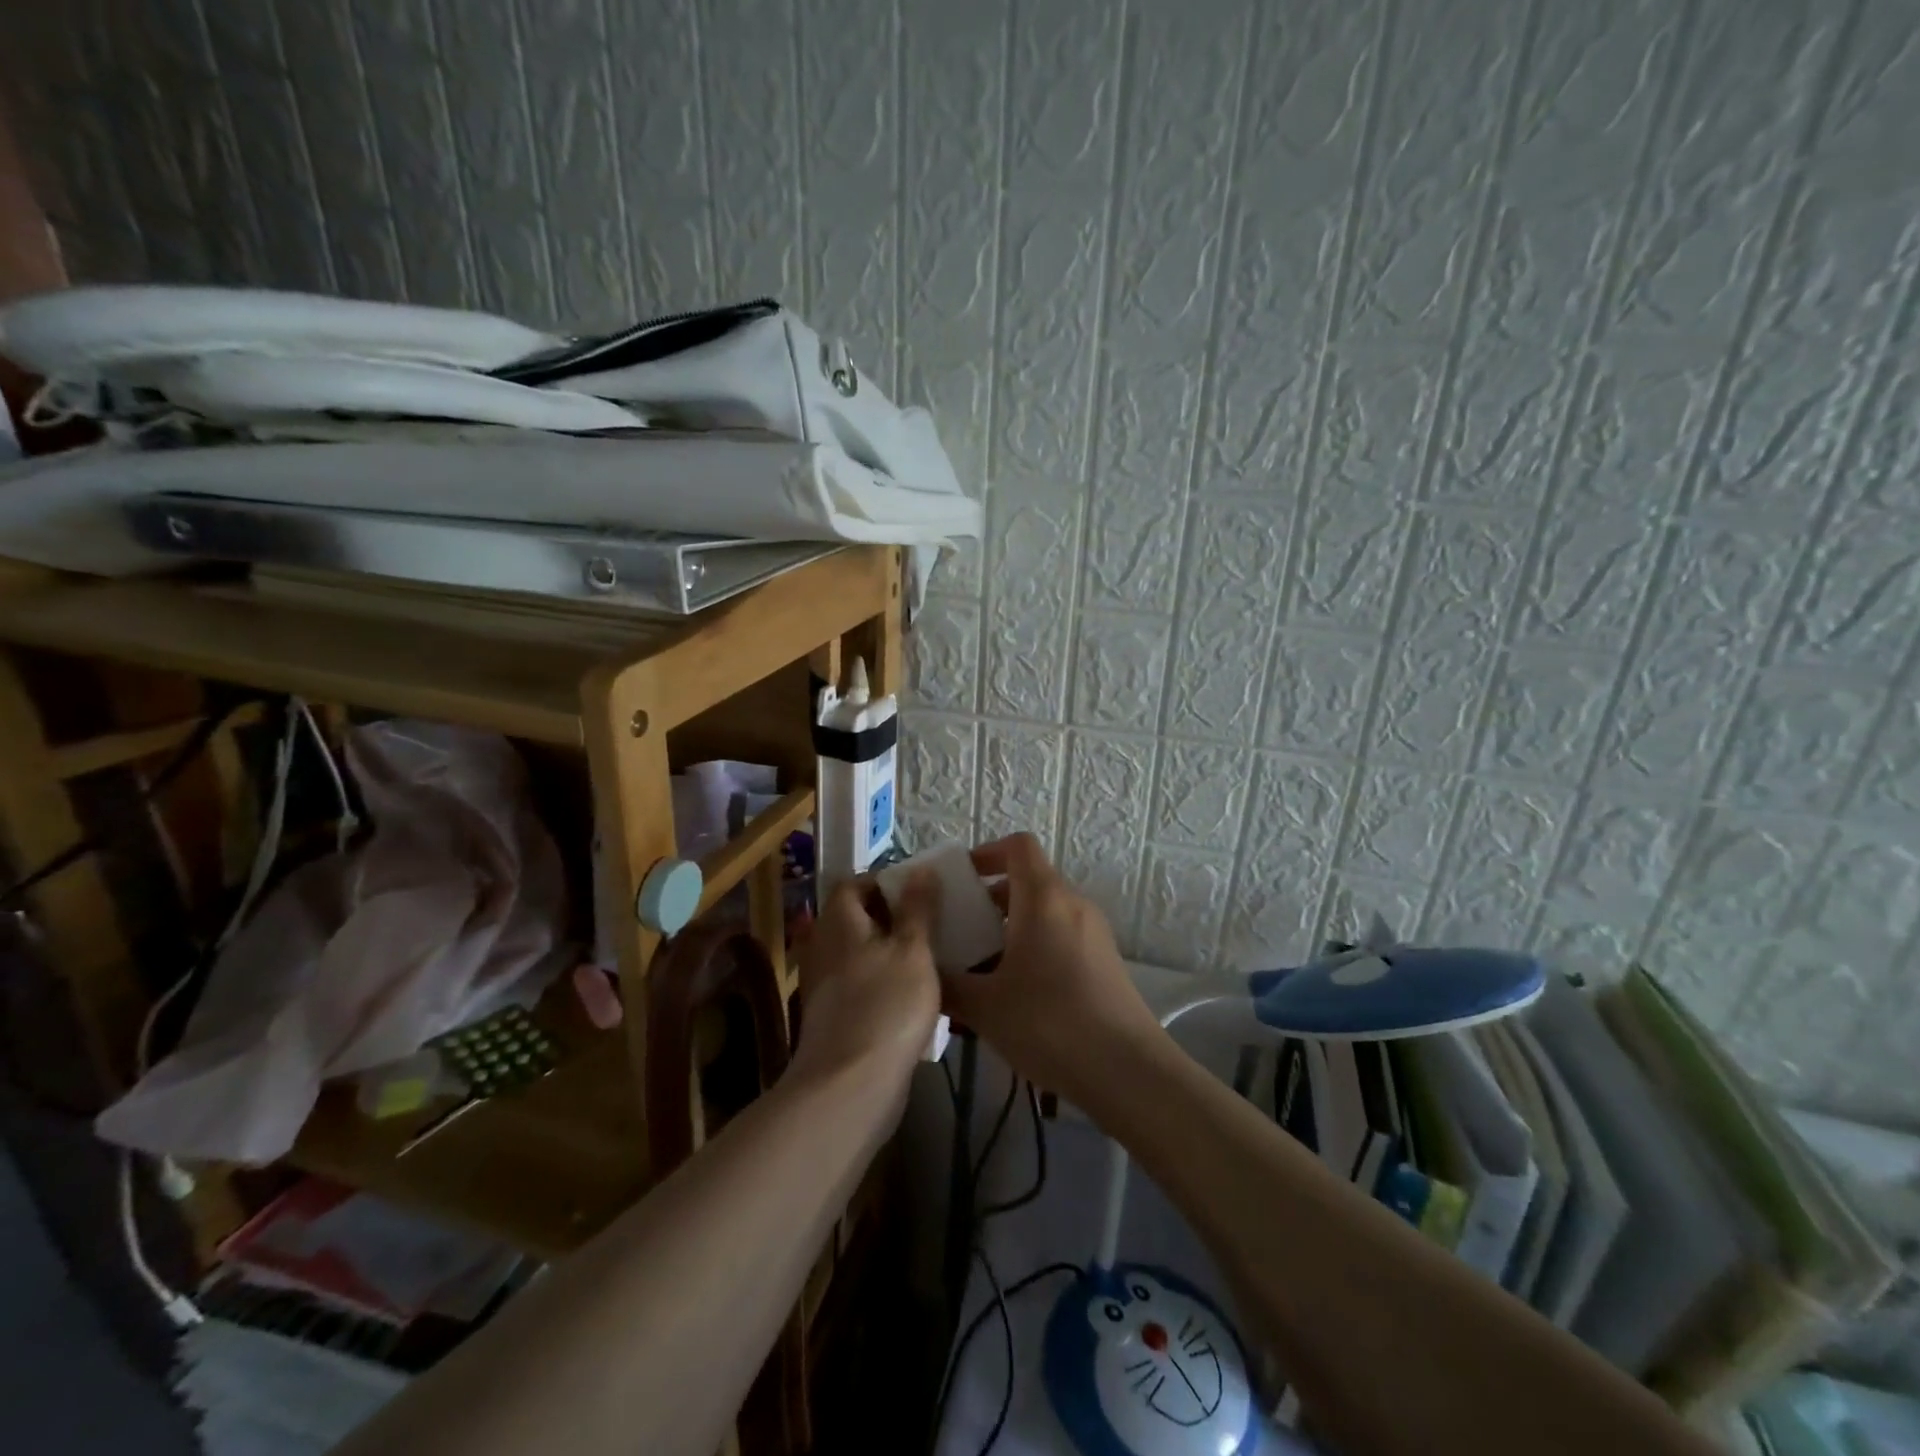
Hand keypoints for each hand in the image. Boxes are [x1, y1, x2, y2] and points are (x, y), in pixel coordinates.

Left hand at [789, 872, 941, 1091]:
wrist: (850, 1085)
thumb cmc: (887, 1005)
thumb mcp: (914, 950)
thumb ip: (918, 908)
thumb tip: (920, 869)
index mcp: (838, 921)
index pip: (854, 884)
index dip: (885, 883)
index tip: (920, 893)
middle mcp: (824, 946)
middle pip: (857, 919)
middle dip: (893, 918)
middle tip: (932, 924)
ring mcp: (825, 985)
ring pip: (861, 953)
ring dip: (891, 952)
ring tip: (930, 959)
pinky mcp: (834, 1017)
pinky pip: (861, 985)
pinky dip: (884, 983)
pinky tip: (913, 998)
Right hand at [939, 833, 1162, 1109]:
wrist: (1127, 1071)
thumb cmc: (1049, 1023)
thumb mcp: (984, 1006)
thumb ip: (946, 983)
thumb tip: (922, 971)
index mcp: (1043, 898)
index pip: (1017, 846)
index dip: (986, 853)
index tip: (959, 880)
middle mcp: (1072, 904)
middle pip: (1028, 880)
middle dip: (989, 899)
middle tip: (958, 930)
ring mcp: (1093, 933)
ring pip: (1044, 912)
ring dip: (1009, 928)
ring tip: (980, 967)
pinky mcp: (1104, 961)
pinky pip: (1060, 936)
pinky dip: (1033, 947)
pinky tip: (1014, 992)